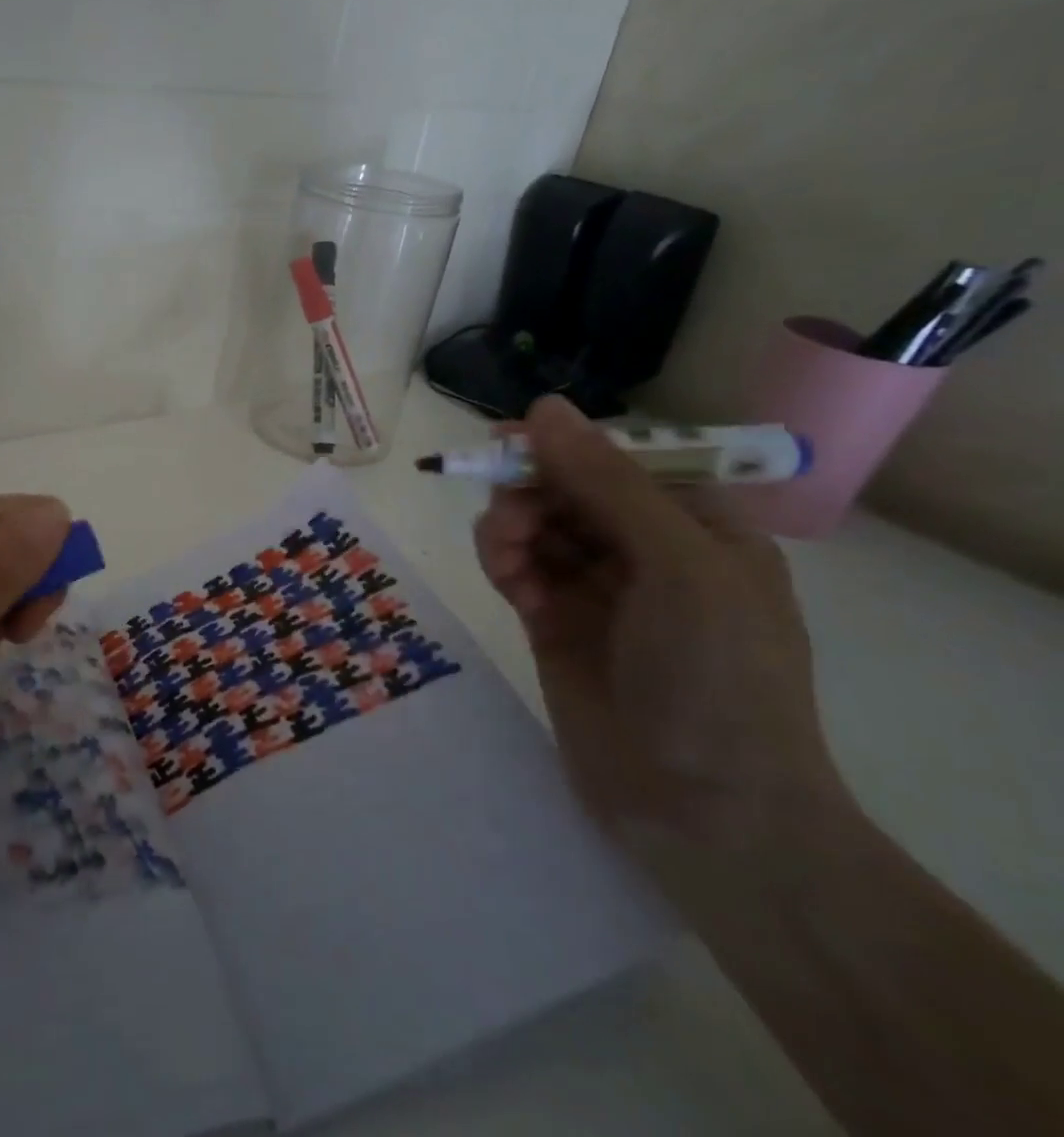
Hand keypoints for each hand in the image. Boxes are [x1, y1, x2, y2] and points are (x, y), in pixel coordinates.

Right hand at [474, 397, 845, 862]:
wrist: (704, 811)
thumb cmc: (716, 677)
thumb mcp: (676, 565)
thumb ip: (606, 483)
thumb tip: (544, 407)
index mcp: (697, 525)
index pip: (618, 459)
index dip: (563, 446)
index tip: (506, 443)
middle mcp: (646, 550)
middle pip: (567, 489)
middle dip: (530, 493)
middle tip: (507, 521)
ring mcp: (598, 589)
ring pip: (535, 526)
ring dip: (510, 529)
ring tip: (505, 559)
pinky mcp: (555, 623)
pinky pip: (518, 568)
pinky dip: (503, 563)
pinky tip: (506, 581)